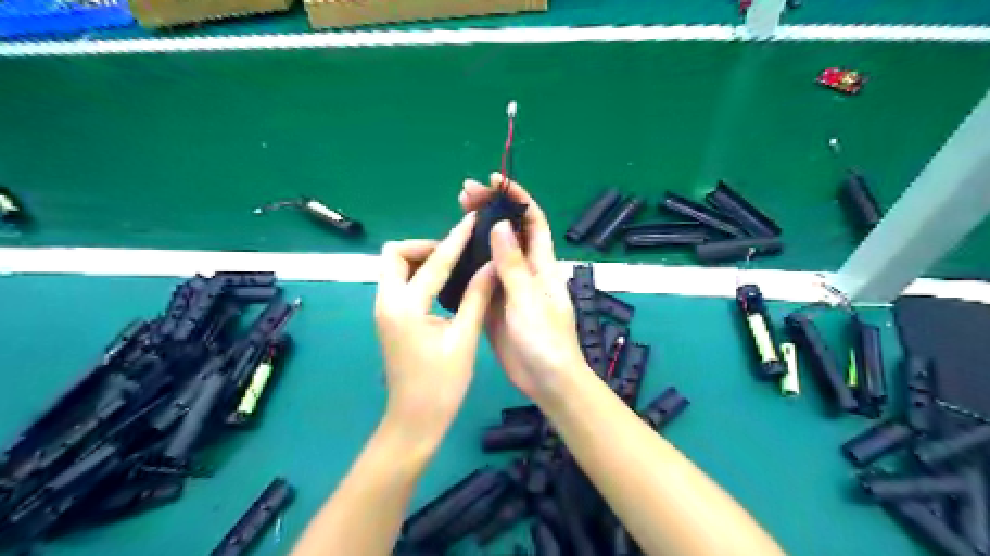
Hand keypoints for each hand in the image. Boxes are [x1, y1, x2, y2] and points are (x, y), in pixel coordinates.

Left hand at [373, 216, 493, 443]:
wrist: (414, 421)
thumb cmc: (442, 384)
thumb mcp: (464, 338)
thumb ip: (476, 297)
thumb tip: (491, 265)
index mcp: (405, 306)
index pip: (433, 262)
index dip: (455, 239)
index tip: (471, 221)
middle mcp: (387, 302)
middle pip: (394, 254)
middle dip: (424, 246)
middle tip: (454, 256)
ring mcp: (384, 310)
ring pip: (394, 267)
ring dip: (420, 259)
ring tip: (452, 268)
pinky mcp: (388, 318)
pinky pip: (398, 283)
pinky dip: (417, 275)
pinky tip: (442, 285)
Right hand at [460, 172, 589, 405]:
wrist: (546, 380)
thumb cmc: (544, 339)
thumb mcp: (528, 299)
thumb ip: (513, 264)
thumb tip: (499, 225)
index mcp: (542, 264)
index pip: (532, 220)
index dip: (517, 197)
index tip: (495, 180)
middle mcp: (526, 269)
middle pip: (509, 231)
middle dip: (491, 209)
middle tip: (464, 194)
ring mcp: (510, 286)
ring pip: (494, 251)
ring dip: (478, 232)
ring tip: (455, 215)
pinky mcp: (496, 303)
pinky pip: (482, 275)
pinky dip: (470, 261)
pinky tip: (452, 254)